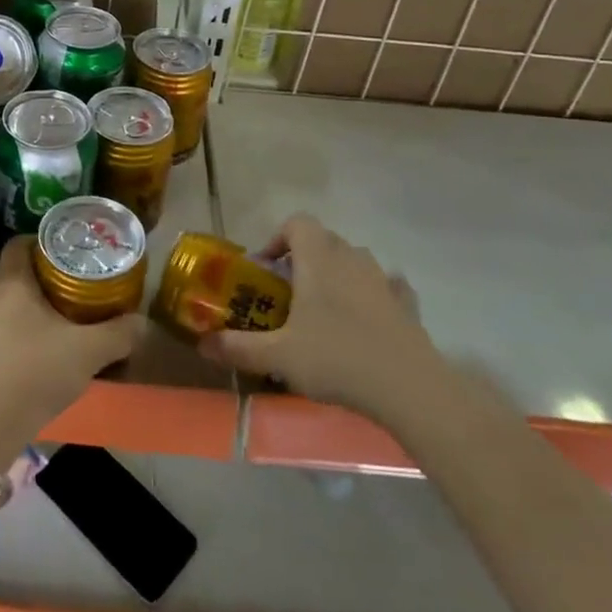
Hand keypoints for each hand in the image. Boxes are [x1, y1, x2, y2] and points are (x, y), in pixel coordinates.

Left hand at [0, 237, 146, 465]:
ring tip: (44, 311)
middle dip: (21, 265)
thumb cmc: (37, 372)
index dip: (37, 240)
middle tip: (51, 275)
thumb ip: (119, 334)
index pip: (16, 244)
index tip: (61, 248)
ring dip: (12, 297)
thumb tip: (142, 322)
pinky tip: (27, 343)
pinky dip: (5, 325)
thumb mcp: (88, 352)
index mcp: (12, 283)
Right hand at [200, 214, 436, 413]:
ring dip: (337, 275)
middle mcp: (351, 258)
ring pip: (354, 262)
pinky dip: (373, 295)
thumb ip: (238, 347)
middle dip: (303, 260)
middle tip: (288, 296)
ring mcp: (384, 279)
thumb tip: (202, 344)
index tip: (266, 271)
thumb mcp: (277, 357)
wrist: (409, 388)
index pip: (296, 223)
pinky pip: (386, 287)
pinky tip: (366, 322)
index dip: (277, 239)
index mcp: (318, 258)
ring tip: (324, 312)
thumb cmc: (336, 359)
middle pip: (323, 240)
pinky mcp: (407, 305)